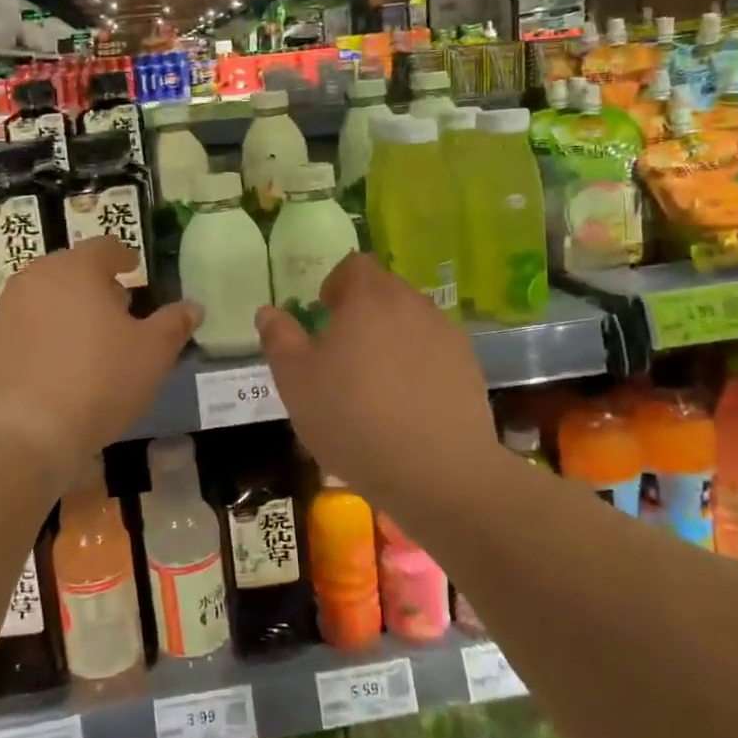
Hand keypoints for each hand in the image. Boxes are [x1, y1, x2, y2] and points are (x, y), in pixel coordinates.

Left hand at [0, 238, 199, 482]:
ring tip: (87, 340)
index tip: (133, 268)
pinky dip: (42, 336)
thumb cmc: (98, 382)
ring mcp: (4, 311)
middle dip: (95, 284)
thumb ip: (174, 324)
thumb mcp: (152, 354)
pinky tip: (56, 366)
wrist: (22, 435)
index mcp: (75, 269)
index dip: (123, 256)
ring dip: (67, 309)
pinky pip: (24, 328)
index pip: (104, 247)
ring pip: (44, 297)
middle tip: (117, 308)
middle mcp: (34, 279)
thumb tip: (194, 307)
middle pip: (70, 270)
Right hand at [256, 255, 497, 493]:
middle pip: (386, 290)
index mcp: (370, 299)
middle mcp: (413, 305)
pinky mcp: (469, 368)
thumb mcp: (297, 383)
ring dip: (391, 336)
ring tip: (375, 379)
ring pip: (412, 321)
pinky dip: (418, 363)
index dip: (336, 283)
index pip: (355, 265)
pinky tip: (407, 402)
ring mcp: (447, 335)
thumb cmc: (353, 420)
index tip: (323, 312)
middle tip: (343, 349)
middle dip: (363, 310)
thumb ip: (279, 340)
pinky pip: (434, 351)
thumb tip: (268, 311)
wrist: (437, 473)